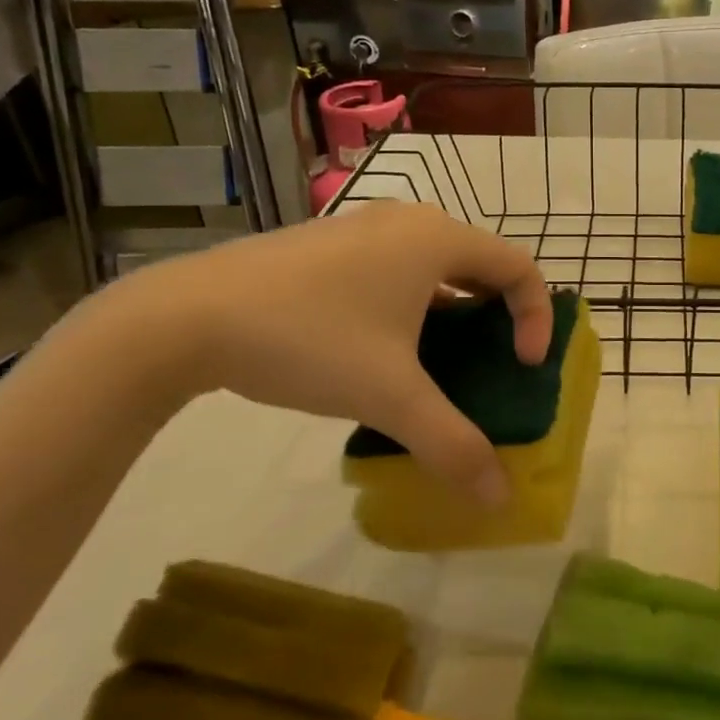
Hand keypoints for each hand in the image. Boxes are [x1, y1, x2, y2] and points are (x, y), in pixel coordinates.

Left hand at [112, 202, 551, 506]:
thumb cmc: (309, 339)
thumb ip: (452, 444)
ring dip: (454, 309)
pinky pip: (396, 267)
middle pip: (480, 262)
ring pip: (434, 265)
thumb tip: (499, 499)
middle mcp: (408, 221)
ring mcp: (363, 227)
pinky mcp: (328, 244)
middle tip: (491, 363)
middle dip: (497, 314)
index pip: (519, 268)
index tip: (522, 367)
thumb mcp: (389, 396)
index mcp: (437, 239)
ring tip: (441, 361)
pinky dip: (413, 303)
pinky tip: (382, 349)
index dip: (535, 318)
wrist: (184, 318)